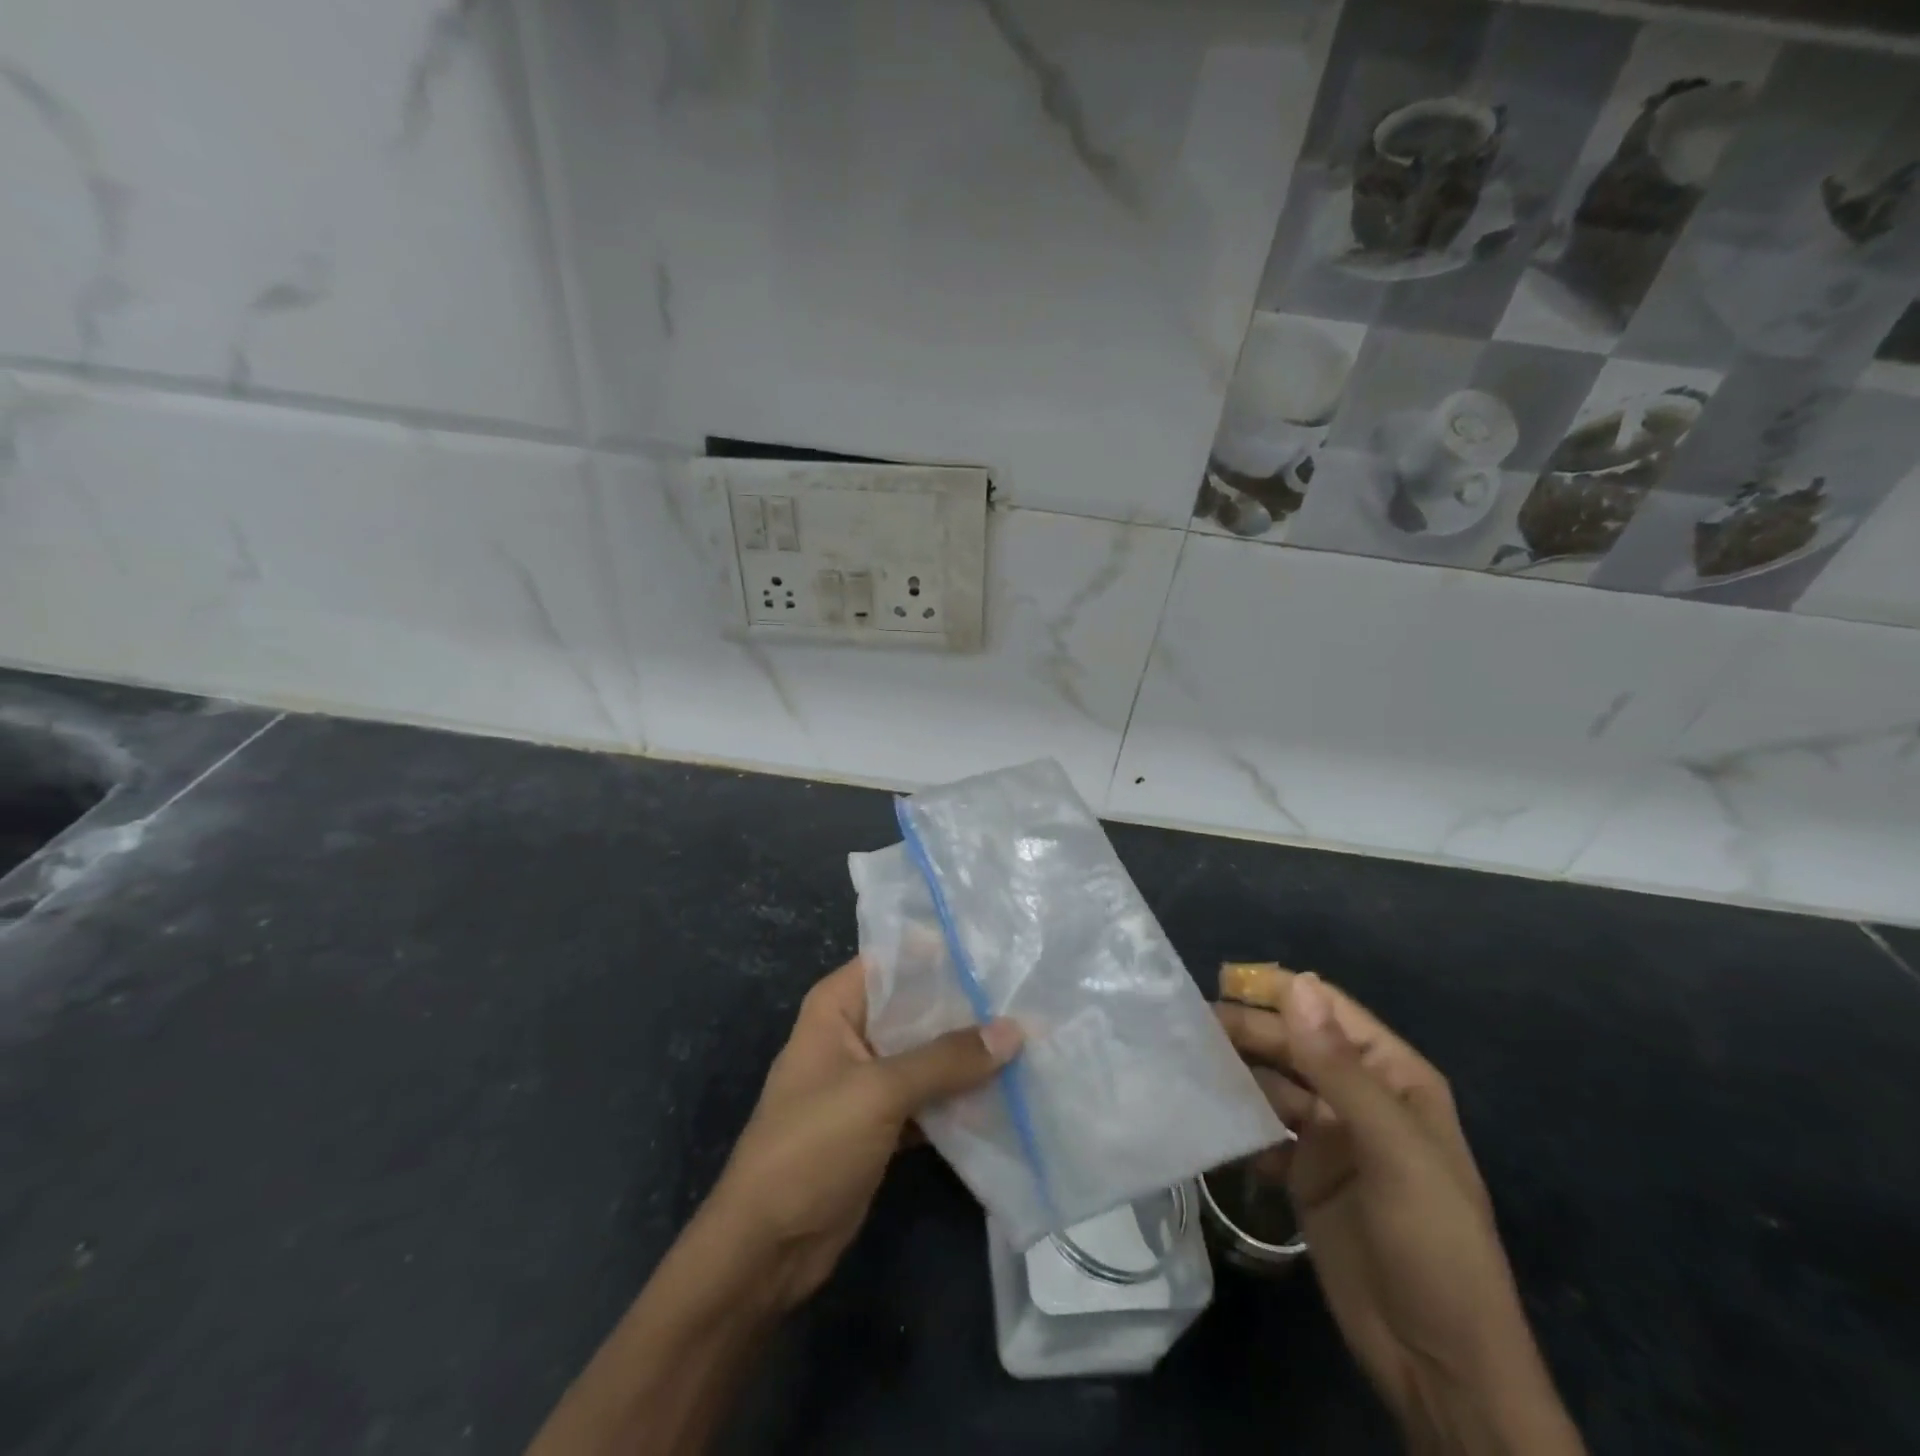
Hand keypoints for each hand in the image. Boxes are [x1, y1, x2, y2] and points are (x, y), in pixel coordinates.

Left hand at [705, 957, 1020, 1311]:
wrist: (767, 1249)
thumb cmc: (812, 1146)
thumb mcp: (880, 1092)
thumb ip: (947, 1059)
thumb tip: (1015, 1029)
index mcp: (837, 1007)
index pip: (894, 959)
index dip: (941, 952)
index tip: (996, 951)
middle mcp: (853, 1033)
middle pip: (916, 1006)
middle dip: (967, 1006)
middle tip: (1027, 998)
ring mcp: (868, 1081)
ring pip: (927, 1054)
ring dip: (969, 1054)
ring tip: (1031, 1039)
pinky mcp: (882, 1123)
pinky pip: (929, 1097)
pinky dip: (960, 1097)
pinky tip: (1009, 1091)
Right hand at [1217, 969, 1583, 1455]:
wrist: (1438, 1364)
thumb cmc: (1432, 1243)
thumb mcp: (1393, 1150)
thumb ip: (1339, 1068)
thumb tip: (1297, 984)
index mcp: (1393, 1077)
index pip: (1328, 1011)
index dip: (1279, 992)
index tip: (1221, 980)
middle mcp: (1357, 1095)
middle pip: (1293, 1044)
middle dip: (1247, 1030)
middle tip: (1188, 1024)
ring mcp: (1328, 1134)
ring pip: (1273, 1082)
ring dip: (1235, 1069)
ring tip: (1185, 1058)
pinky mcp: (1302, 1171)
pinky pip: (1262, 1127)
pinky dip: (1236, 1117)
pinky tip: (1202, 1111)